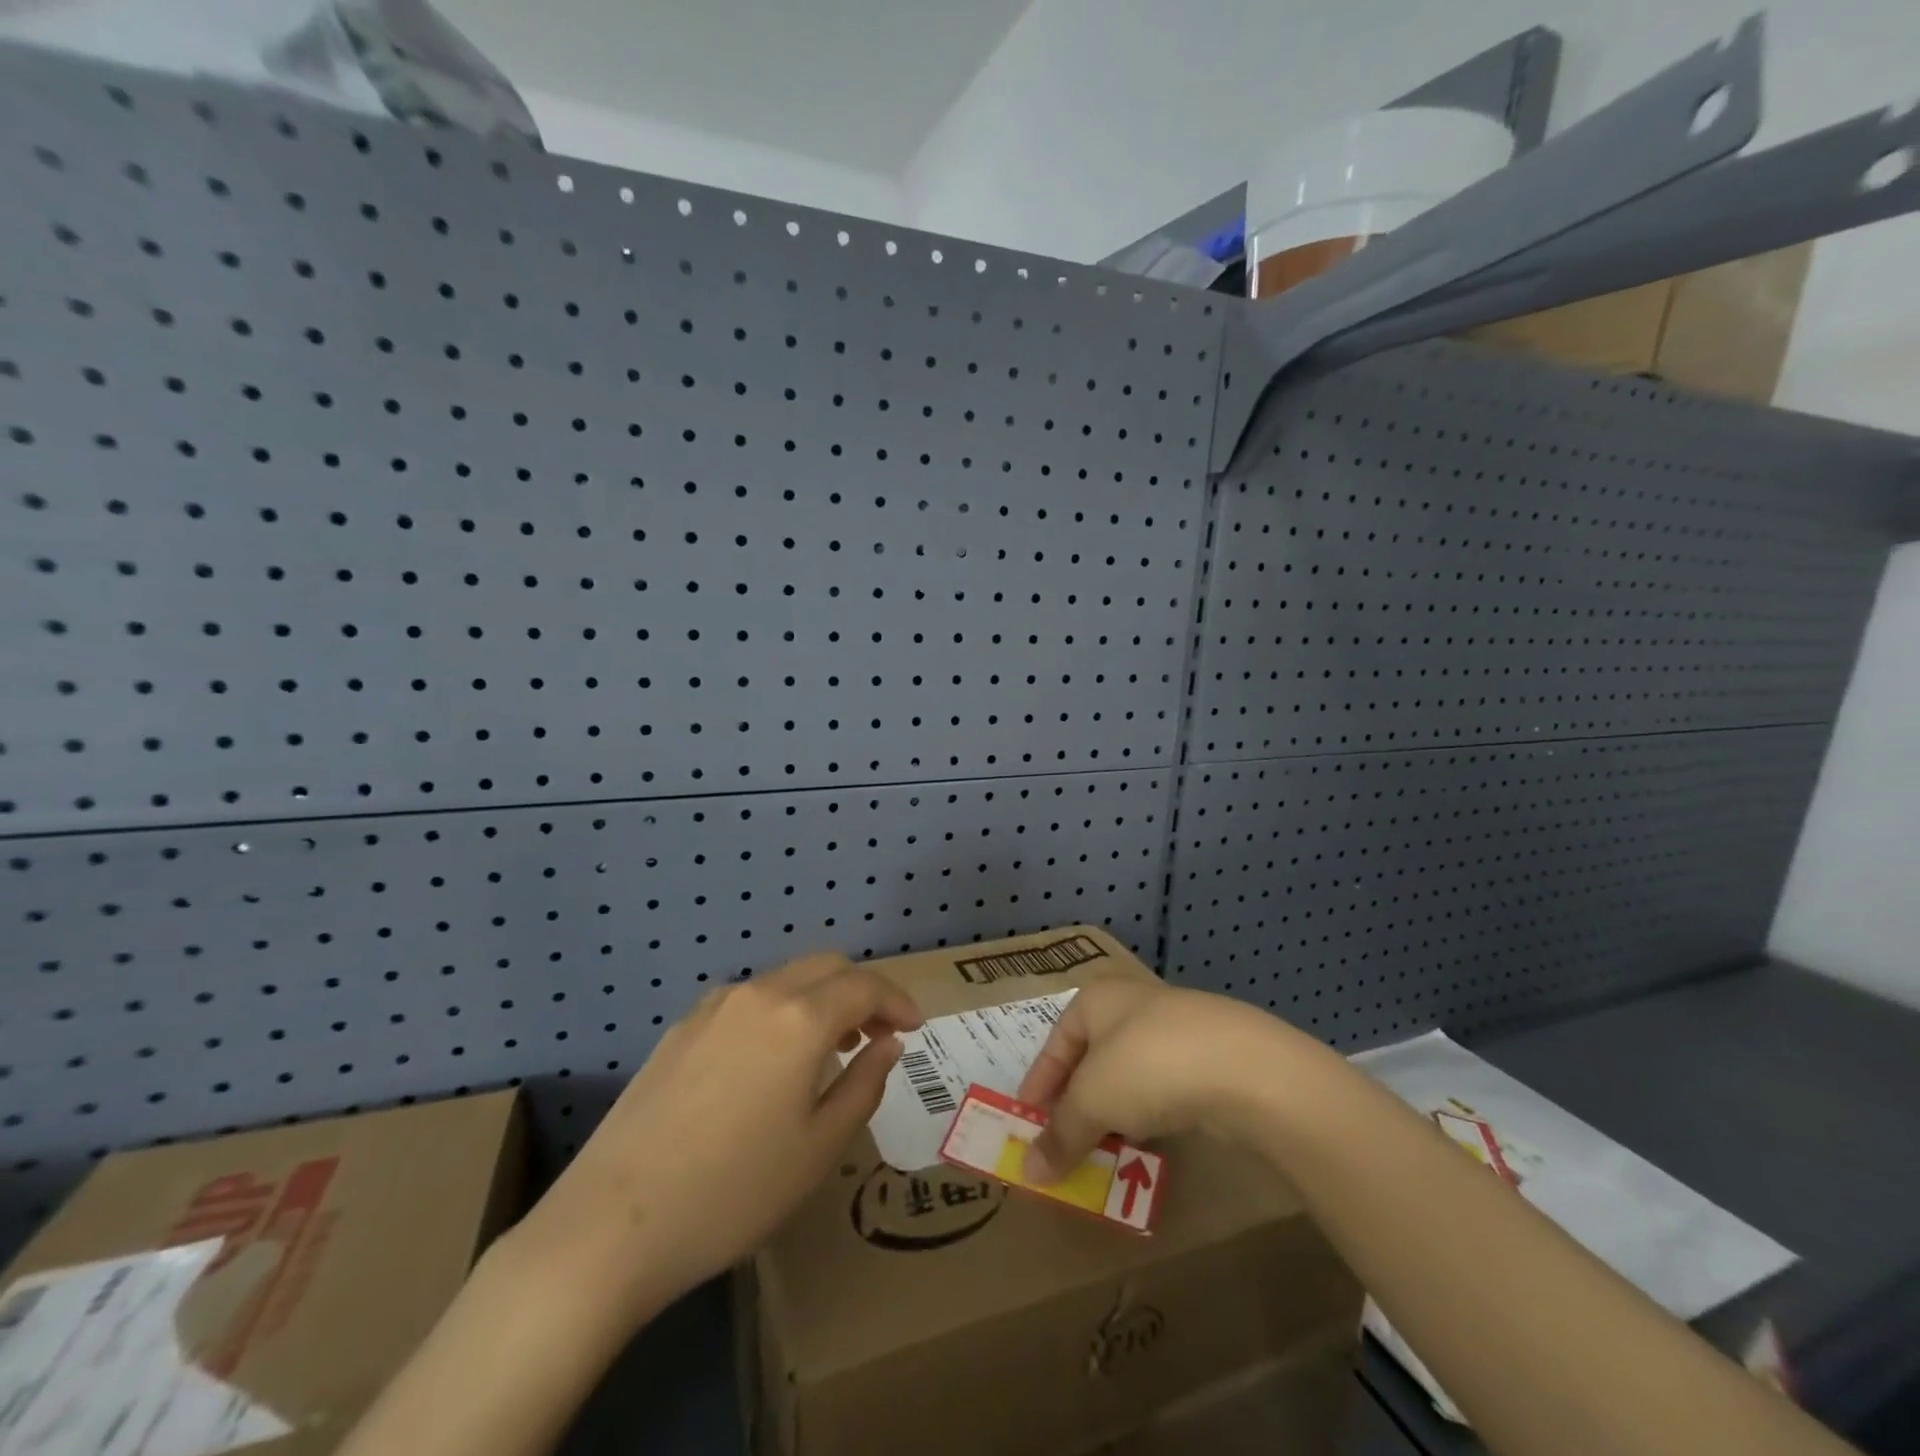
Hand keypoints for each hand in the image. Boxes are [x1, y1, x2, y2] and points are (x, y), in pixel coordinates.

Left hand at [521, 953, 920, 1325]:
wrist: (610, 1226)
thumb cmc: (733, 1193)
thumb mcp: (819, 1149)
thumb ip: (864, 1085)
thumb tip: (887, 1044)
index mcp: (799, 1018)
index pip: (864, 986)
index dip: (897, 1001)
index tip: (915, 1027)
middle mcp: (758, 995)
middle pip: (825, 966)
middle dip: (862, 991)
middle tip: (879, 1033)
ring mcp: (713, 1007)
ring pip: (785, 980)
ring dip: (820, 1000)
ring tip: (831, 1049)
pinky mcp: (680, 1029)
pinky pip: (749, 1002)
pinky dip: (781, 1013)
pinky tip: (773, 1062)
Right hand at [1015, 978, 1298, 1182]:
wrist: (1245, 1068)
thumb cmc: (1149, 1065)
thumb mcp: (1093, 1100)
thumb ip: (1061, 1134)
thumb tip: (1030, 1171)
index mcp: (1096, 999)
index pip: (1055, 1043)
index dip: (1039, 1083)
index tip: (1026, 1121)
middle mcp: (1132, 1005)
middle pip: (1091, 1058)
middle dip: (1076, 1102)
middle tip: (1063, 1142)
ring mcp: (1174, 1030)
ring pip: (1129, 1076)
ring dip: (1112, 1113)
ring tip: (1102, 1152)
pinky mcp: (1207, 1059)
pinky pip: (1163, 1090)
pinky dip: (1148, 1116)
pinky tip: (1147, 1144)